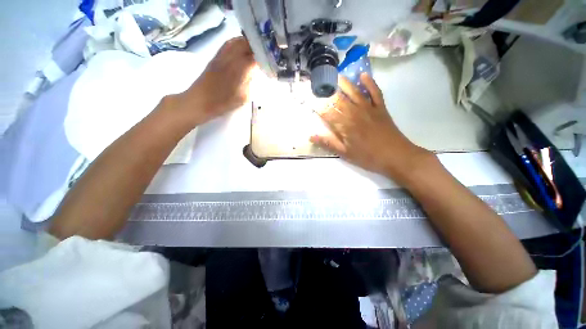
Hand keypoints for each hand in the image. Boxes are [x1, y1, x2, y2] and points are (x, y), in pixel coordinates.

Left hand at [179, 37, 255, 124]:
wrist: (199, 101)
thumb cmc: (223, 103)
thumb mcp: (243, 97)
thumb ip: (249, 82)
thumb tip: (252, 72)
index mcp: (239, 70)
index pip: (255, 57)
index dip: (263, 57)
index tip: (269, 62)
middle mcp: (230, 58)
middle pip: (246, 44)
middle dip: (256, 47)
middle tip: (263, 55)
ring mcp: (221, 56)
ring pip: (236, 41)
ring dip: (247, 44)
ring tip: (254, 51)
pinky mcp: (215, 57)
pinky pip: (228, 44)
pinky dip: (237, 44)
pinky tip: (241, 51)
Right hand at [311, 73, 429, 180]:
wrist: (396, 156)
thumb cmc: (368, 157)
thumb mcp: (345, 153)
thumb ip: (328, 143)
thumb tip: (311, 136)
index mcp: (345, 126)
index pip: (327, 113)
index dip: (317, 106)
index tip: (309, 100)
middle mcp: (355, 113)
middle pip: (339, 100)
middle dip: (328, 92)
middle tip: (319, 83)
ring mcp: (369, 108)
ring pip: (354, 92)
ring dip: (345, 83)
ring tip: (335, 75)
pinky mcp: (380, 108)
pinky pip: (375, 92)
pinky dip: (369, 83)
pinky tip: (363, 75)